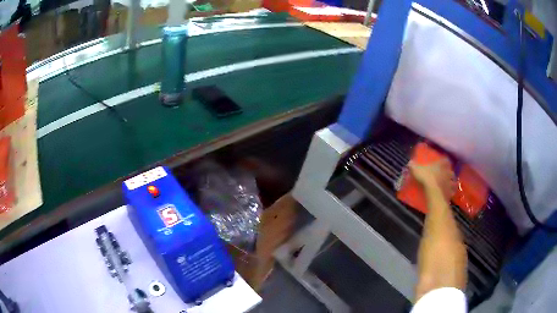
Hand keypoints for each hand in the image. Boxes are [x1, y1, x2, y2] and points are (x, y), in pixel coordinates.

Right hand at [409, 158, 455, 199]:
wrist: (434, 193)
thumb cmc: (426, 178)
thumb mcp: (416, 170)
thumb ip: (413, 166)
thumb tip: (410, 163)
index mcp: (441, 165)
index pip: (445, 160)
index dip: (444, 161)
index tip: (442, 162)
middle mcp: (447, 172)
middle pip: (450, 171)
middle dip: (448, 172)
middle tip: (444, 175)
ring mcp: (450, 183)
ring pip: (452, 181)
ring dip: (450, 182)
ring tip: (446, 185)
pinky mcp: (450, 193)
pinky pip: (451, 192)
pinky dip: (450, 192)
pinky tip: (447, 194)